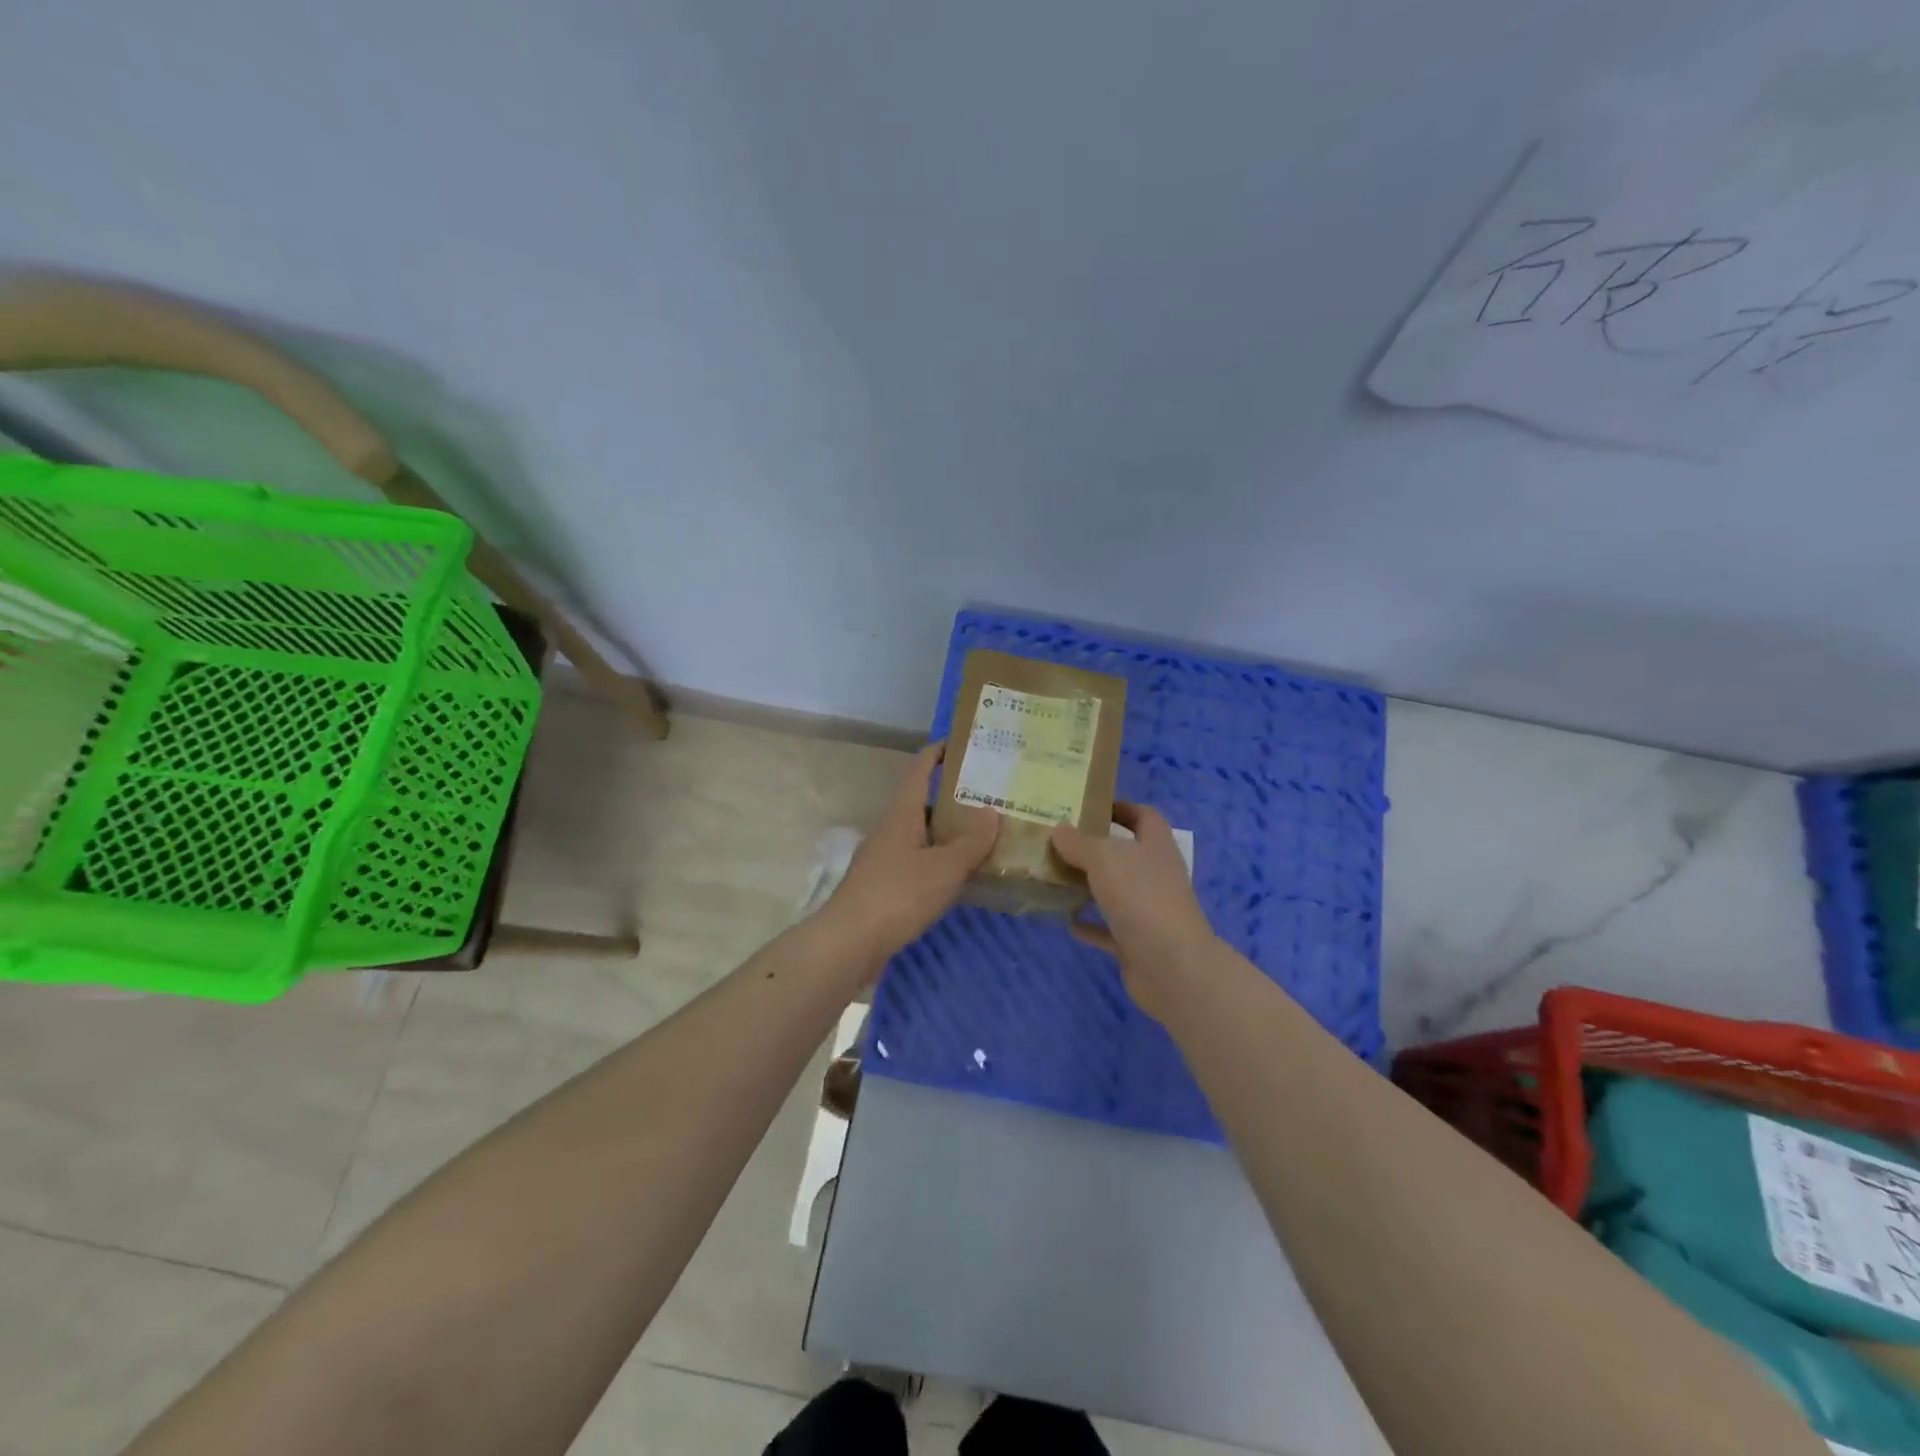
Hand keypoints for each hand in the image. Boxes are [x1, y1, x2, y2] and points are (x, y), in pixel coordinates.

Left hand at [820, 742, 998, 961]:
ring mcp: (885, 858)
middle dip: (955, 797)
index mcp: (902, 813)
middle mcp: (891, 829)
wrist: (850, 943)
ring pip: (922, 835)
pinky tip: (962, 875)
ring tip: (986, 835)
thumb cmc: (898, 895)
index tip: (965, 743)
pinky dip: (940, 861)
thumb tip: (991, 811)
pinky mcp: (885, 885)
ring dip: (949, 833)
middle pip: (923, 802)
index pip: (919, 768)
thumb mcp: (944, 867)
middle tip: (992, 796)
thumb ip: (971, 841)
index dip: (939, 751)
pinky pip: (918, 862)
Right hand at [1051, 802, 1216, 1018]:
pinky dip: (1090, 926)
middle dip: (1096, 848)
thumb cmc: (1142, 898)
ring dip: (1090, 886)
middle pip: (1126, 854)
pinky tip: (1066, 922)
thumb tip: (1059, 829)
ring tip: (1056, 878)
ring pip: (1117, 891)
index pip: (1143, 816)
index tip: (1088, 807)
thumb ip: (1079, 843)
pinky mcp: (1138, 943)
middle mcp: (1156, 875)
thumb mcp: (1104, 859)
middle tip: (1059, 842)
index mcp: (1156, 846)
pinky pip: (1109, 930)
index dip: (1120, 808)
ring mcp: (1149, 911)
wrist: (1172, 967)